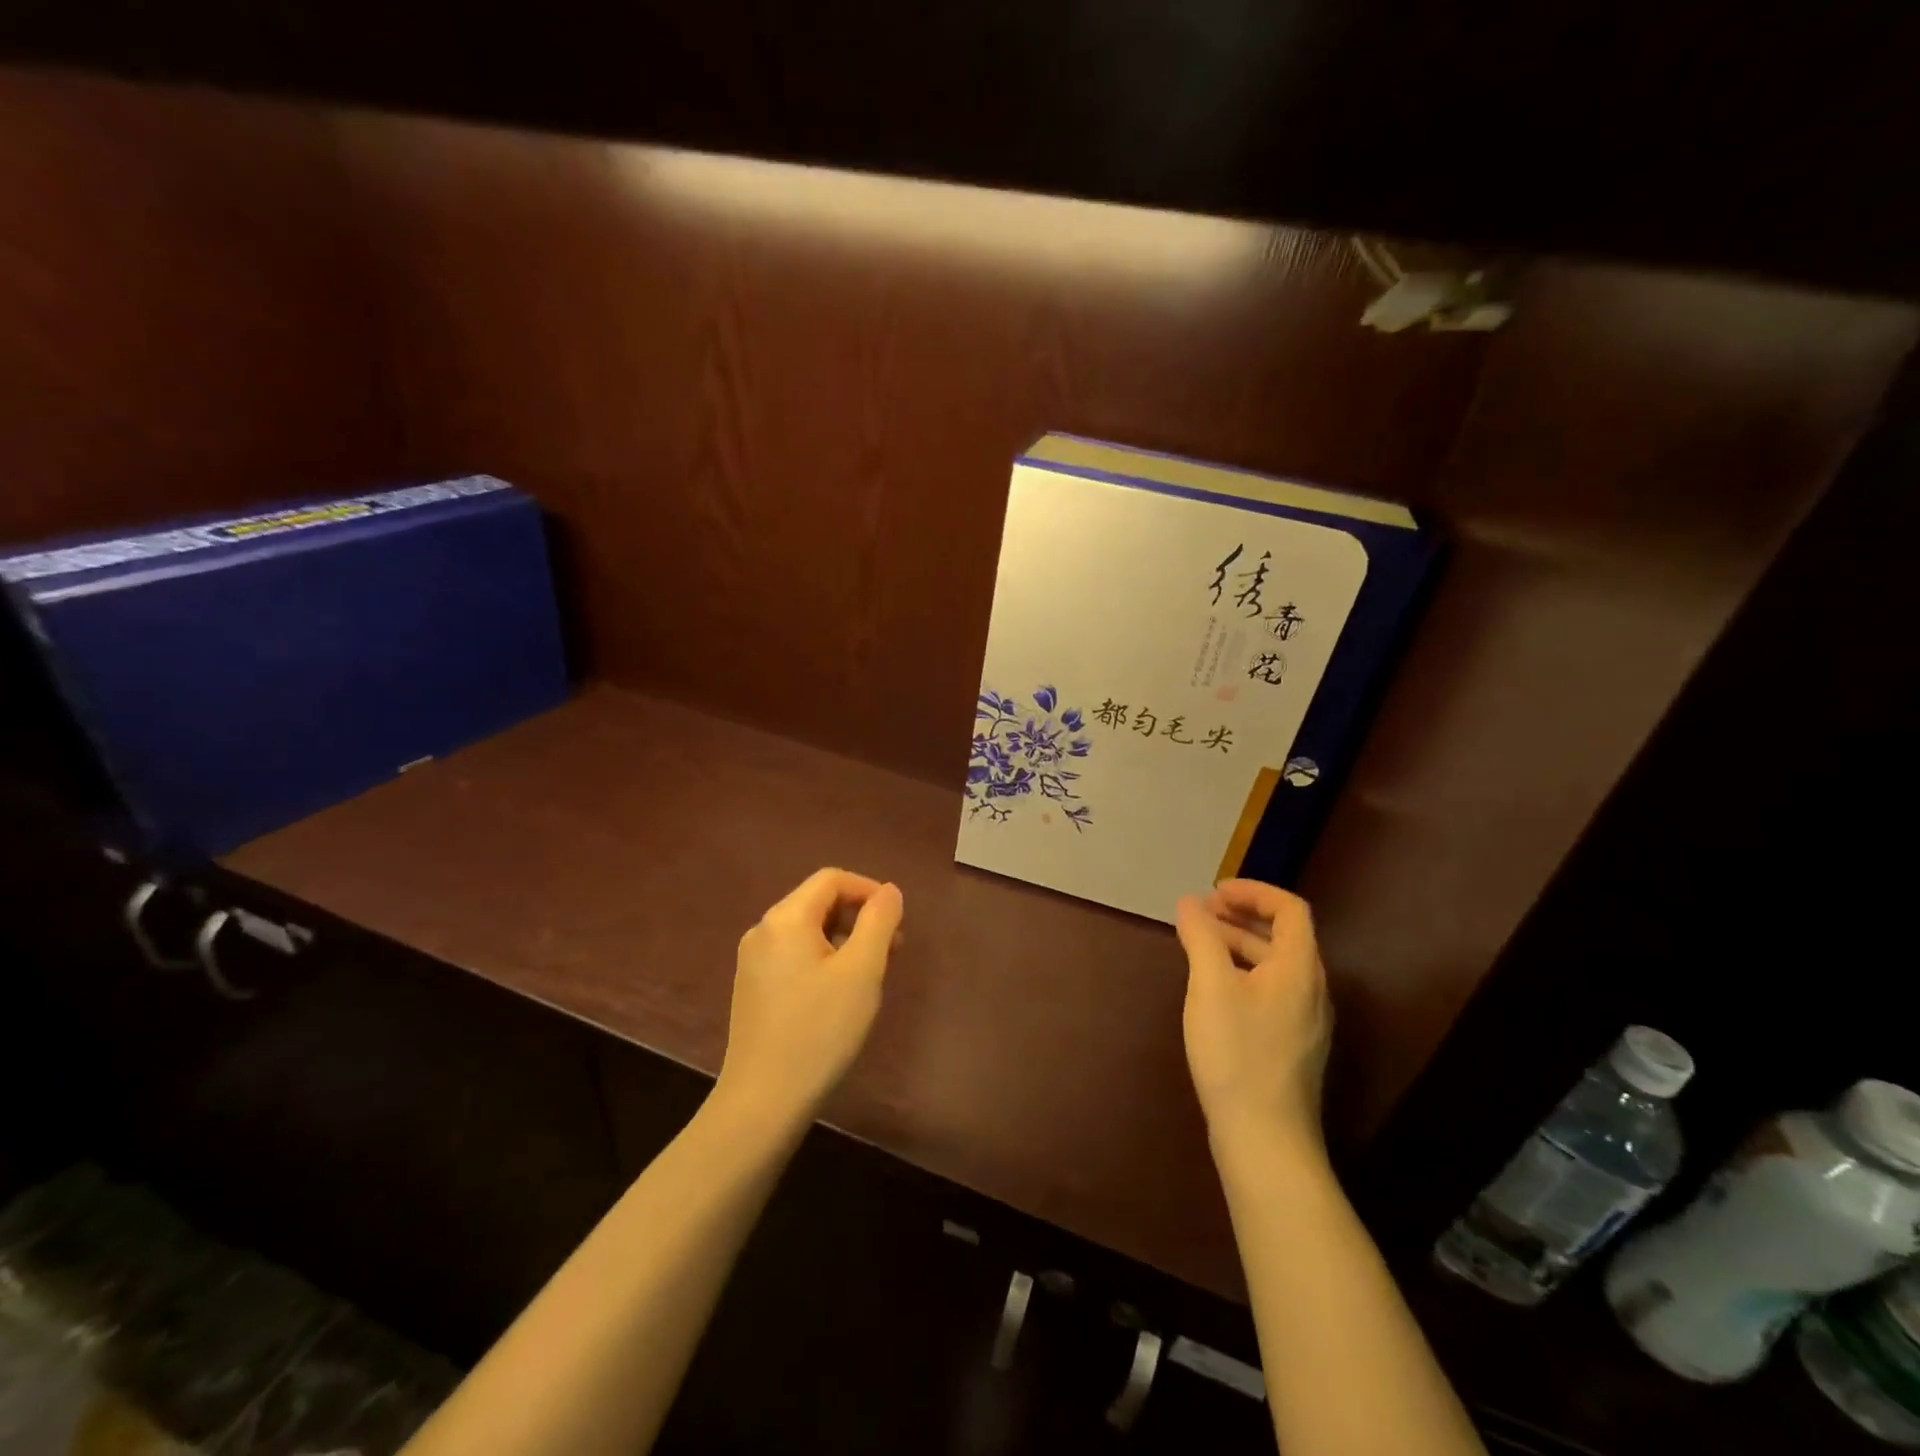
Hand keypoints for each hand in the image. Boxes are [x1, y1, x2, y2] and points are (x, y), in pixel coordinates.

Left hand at [716, 868, 904, 1128]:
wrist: (763, 1101)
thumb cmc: (819, 1030)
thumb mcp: (862, 971)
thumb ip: (879, 922)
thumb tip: (889, 892)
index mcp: (786, 918)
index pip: (832, 879)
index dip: (869, 890)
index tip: (897, 919)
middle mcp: (763, 930)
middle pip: (818, 903)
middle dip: (859, 917)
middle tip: (893, 949)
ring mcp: (753, 961)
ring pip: (808, 931)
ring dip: (844, 940)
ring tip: (872, 974)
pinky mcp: (753, 989)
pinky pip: (794, 956)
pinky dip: (824, 959)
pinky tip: (841, 994)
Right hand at [1175, 879, 1332, 1163]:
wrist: (1265, 1140)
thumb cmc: (1237, 1054)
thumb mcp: (1211, 987)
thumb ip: (1201, 937)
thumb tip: (1190, 903)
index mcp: (1300, 968)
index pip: (1289, 909)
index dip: (1253, 892)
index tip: (1214, 892)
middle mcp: (1311, 989)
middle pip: (1283, 936)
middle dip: (1240, 916)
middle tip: (1199, 913)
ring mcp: (1305, 1021)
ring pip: (1274, 966)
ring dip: (1238, 944)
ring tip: (1198, 944)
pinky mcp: (1291, 1045)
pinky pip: (1270, 991)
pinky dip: (1242, 973)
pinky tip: (1213, 989)